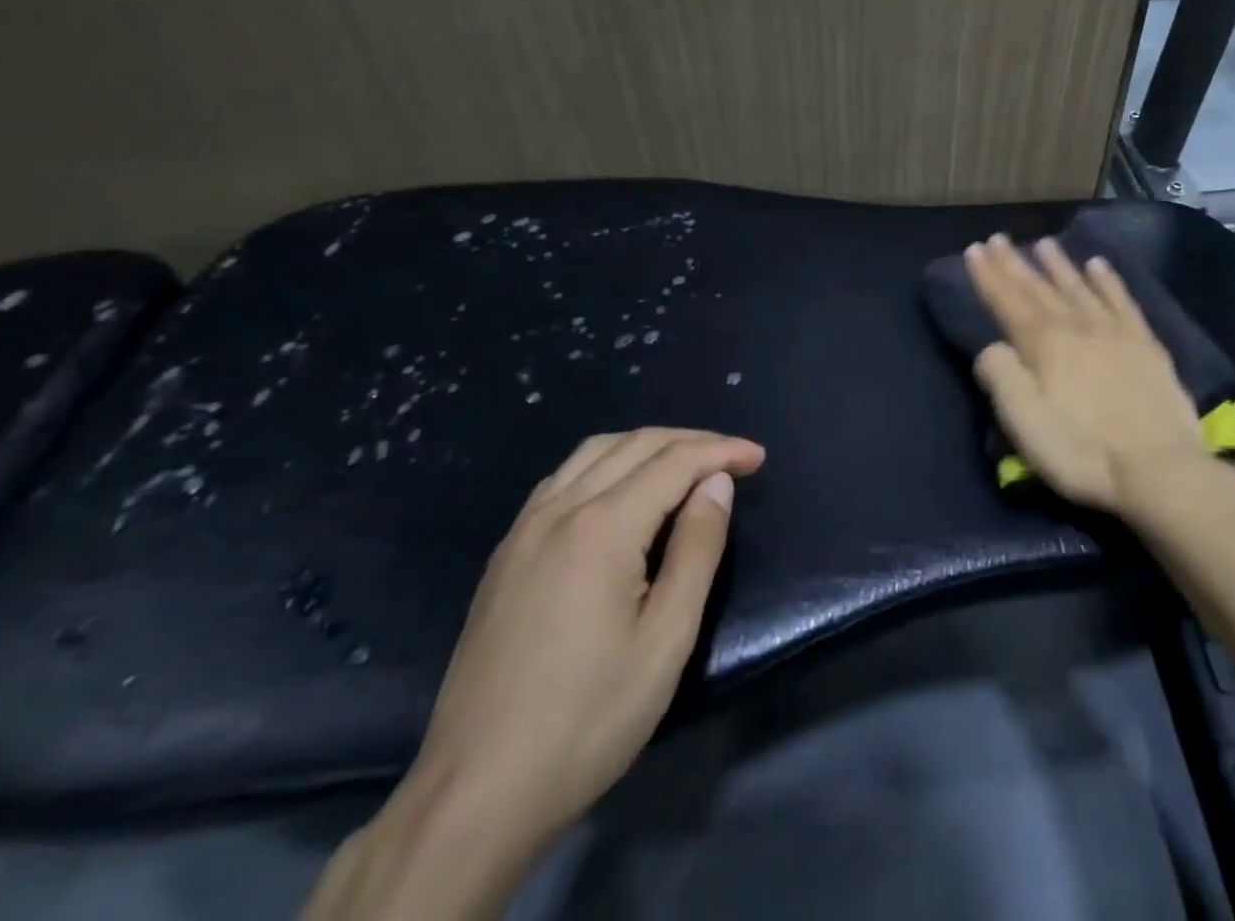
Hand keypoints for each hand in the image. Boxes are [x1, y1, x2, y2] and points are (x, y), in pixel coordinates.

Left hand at [407, 427, 764, 838]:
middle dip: (690, 441)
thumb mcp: (666, 639)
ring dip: (647, 445)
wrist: (475, 793)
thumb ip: (697, 550)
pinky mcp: (505, 554)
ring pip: (593, 452)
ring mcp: (524, 530)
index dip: (721, 452)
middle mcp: (559, 510)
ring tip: (685, 463)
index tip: (758, 457)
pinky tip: (620, 490)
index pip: (673, 462)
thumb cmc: (587, 719)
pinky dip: (606, 463)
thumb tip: (716, 484)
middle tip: (731, 457)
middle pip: (634, 445)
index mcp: (601, 528)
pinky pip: (563, 478)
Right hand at [964, 233, 1212, 513]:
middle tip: (998, 239)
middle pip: (1039, 289)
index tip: (975, 249)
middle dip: (1015, 263)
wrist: (1159, 468)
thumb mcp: (1024, 423)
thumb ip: (1001, 377)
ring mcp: (1114, 332)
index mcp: (1043, 345)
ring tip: (1043, 243)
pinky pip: (1121, 300)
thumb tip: (990, 347)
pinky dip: (1108, 280)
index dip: (989, 276)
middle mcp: (1076, 327)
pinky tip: (1099, 265)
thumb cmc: (1082, 450)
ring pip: (1079, 287)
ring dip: (1058, 265)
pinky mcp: (1145, 343)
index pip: (1007, 301)